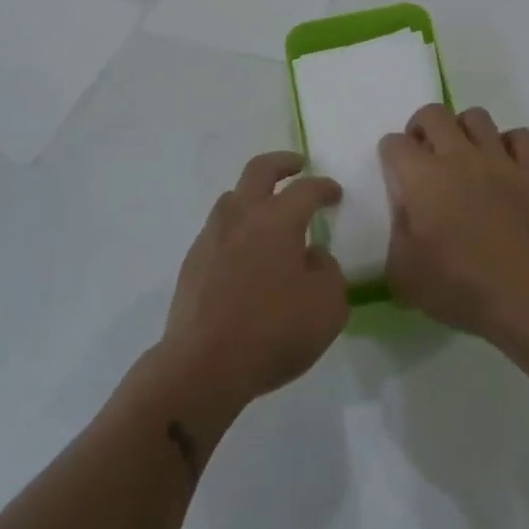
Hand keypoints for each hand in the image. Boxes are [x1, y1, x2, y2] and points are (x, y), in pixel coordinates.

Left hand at [160, 152, 347, 416]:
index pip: (306, 189)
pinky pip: (218, 229)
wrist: (203, 365)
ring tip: (268, 212)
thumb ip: (328, 272)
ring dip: (253, 194)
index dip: (324, 187)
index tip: (335, 193)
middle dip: (282, 163)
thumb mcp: (328, 307)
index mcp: (278, 220)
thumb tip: (313, 256)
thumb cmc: (273, 332)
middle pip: (259, 170)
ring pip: (232, 197)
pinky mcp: (193, 261)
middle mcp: (242, 216)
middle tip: (297, 166)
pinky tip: (245, 253)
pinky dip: (236, 228)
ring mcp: (212, 236)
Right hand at [381, 105, 528, 345]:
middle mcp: (459, 157)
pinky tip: (502, 166)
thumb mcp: (402, 274)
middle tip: (423, 156)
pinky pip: (520, 137)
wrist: (525, 299)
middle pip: (433, 114)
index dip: (390, 156)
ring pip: (476, 117)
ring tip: (462, 156)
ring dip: (463, 130)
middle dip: (421, 128)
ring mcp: (498, 161)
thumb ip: (395, 234)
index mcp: (422, 178)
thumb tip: (404, 213)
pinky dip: (508, 144)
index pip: (395, 143)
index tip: (396, 177)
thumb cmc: (458, 288)